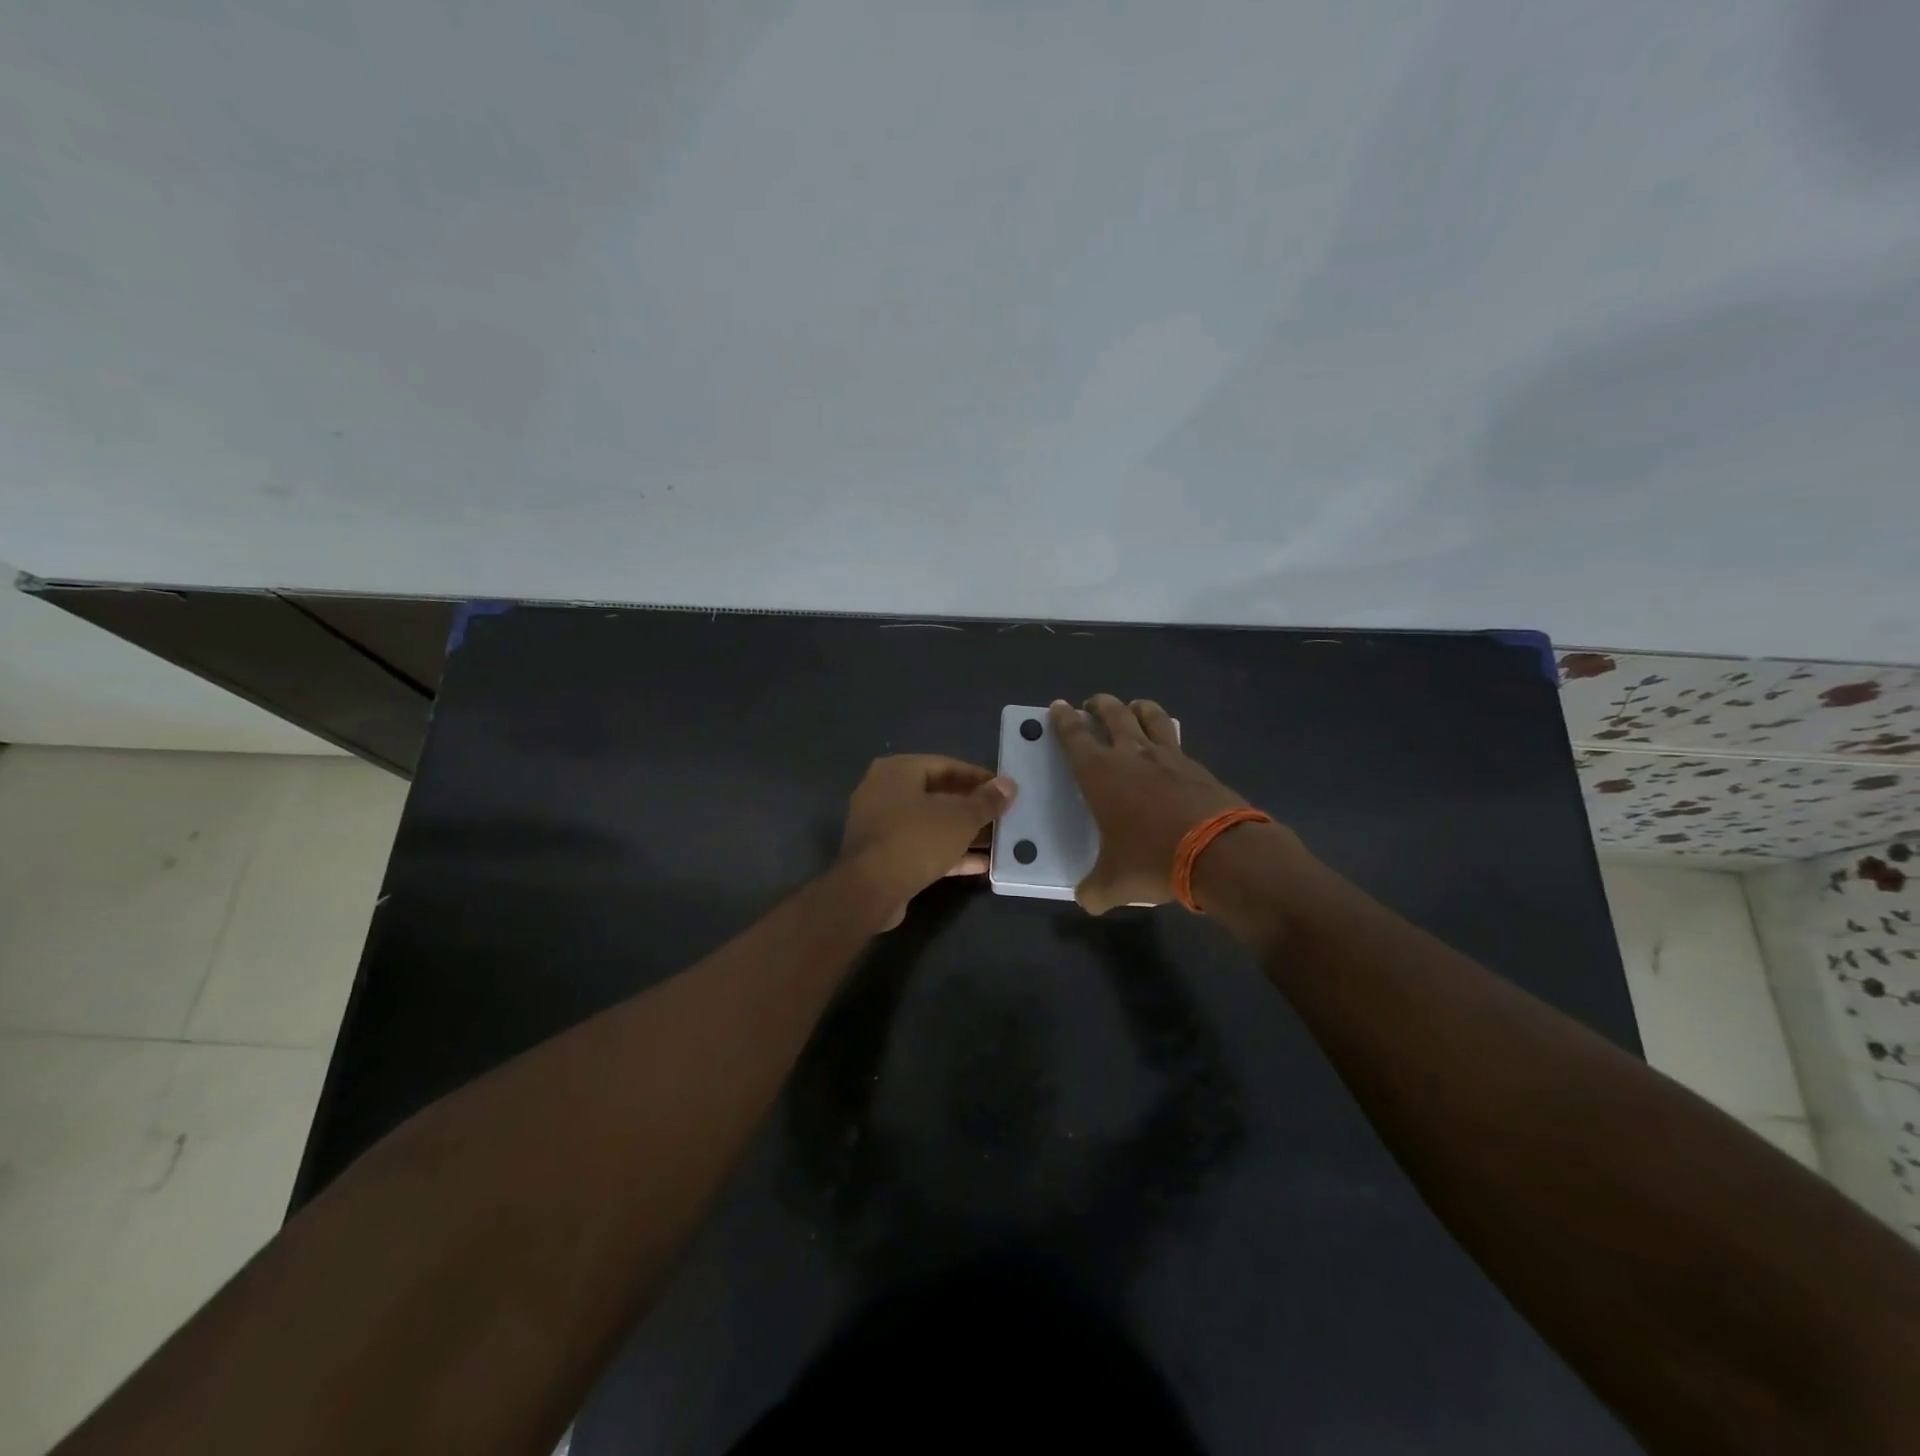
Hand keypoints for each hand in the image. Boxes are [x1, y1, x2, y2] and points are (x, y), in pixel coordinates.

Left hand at [839, 755, 1017, 928]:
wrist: (870, 891)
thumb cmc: (916, 840)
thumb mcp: (960, 818)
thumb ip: (986, 801)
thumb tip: (1009, 785)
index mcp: (897, 771)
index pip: (946, 765)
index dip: (978, 777)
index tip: (1004, 789)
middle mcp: (884, 792)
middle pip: (937, 795)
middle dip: (972, 808)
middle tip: (1002, 816)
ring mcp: (881, 825)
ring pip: (930, 823)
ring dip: (963, 833)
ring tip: (997, 841)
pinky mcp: (883, 855)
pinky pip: (921, 847)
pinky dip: (948, 852)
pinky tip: (980, 864)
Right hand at [1049, 695, 1274, 913]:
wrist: (1219, 853)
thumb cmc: (1153, 860)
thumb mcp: (1114, 883)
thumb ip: (1094, 890)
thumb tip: (1086, 900)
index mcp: (1100, 774)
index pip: (1074, 736)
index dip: (1063, 719)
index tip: (1058, 706)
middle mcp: (1131, 755)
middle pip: (1112, 713)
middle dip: (1098, 704)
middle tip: (1091, 704)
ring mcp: (1168, 756)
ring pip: (1149, 716)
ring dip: (1137, 707)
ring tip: (1132, 708)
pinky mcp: (1198, 766)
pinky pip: (1176, 740)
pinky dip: (1166, 736)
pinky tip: (1168, 748)